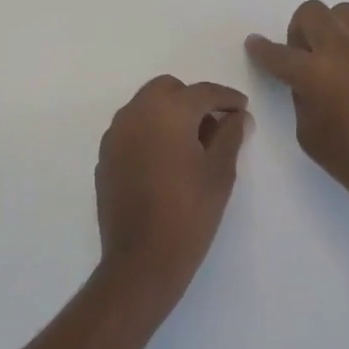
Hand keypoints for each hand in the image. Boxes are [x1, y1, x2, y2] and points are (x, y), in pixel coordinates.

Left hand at [94, 75, 249, 306]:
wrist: (141, 259)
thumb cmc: (189, 212)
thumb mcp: (220, 172)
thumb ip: (230, 136)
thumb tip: (237, 116)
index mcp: (167, 111)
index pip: (202, 92)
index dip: (226, 98)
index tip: (242, 108)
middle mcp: (135, 113)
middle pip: (168, 89)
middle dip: (193, 100)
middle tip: (215, 125)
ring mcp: (115, 134)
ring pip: (146, 107)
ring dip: (169, 114)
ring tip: (193, 144)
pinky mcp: (105, 156)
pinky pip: (131, 129)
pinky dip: (151, 132)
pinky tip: (166, 160)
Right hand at [246, 1, 348, 223]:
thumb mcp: (311, 137)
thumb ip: (302, 100)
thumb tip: (306, 83)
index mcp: (315, 73)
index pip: (278, 53)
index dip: (261, 49)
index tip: (255, 45)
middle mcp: (344, 50)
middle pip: (312, 12)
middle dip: (299, 30)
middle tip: (304, 56)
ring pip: (345, 14)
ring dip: (332, 30)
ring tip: (336, 59)